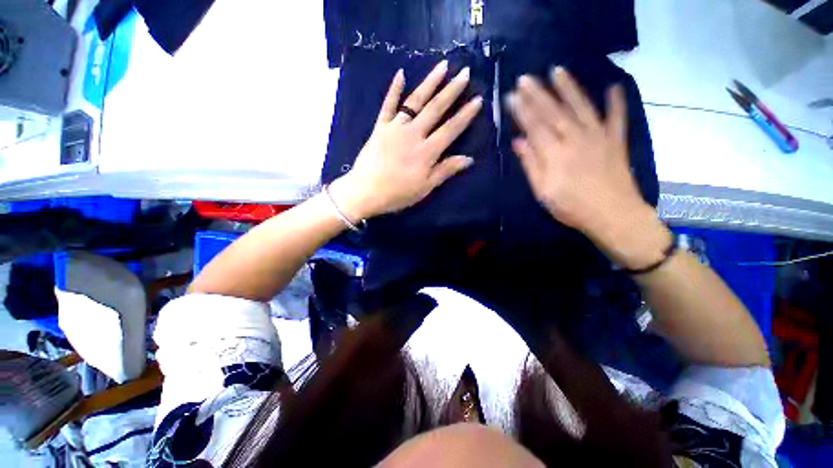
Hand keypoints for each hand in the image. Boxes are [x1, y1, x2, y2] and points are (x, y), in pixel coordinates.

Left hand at [330, 61, 483, 221]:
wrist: (365, 191)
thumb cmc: (397, 194)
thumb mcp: (425, 188)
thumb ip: (445, 171)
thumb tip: (468, 159)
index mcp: (426, 152)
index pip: (450, 130)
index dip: (465, 115)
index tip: (478, 99)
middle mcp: (413, 134)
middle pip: (435, 109)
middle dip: (452, 90)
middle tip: (465, 72)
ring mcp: (395, 127)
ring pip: (415, 101)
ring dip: (430, 82)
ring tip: (443, 66)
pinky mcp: (380, 127)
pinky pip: (388, 104)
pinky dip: (394, 89)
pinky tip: (401, 73)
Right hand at [508, 68, 669, 268]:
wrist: (613, 215)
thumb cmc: (571, 207)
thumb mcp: (542, 191)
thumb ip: (531, 164)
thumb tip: (518, 142)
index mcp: (555, 153)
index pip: (534, 126)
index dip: (522, 110)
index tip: (511, 95)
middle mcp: (575, 138)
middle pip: (554, 112)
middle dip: (538, 94)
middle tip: (525, 78)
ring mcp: (598, 137)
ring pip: (581, 107)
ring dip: (569, 88)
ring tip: (558, 71)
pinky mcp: (616, 141)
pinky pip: (617, 118)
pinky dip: (616, 102)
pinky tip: (614, 87)